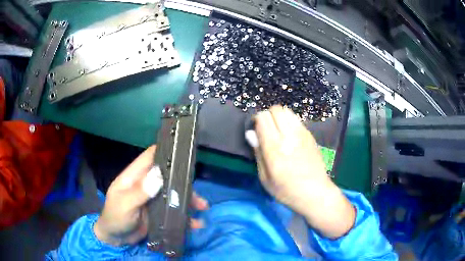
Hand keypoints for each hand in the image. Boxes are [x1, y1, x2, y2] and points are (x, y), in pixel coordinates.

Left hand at [94, 145, 208, 245]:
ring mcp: (153, 199)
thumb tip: (159, 174)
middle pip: (167, 177)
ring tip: (202, 208)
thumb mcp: (124, 205)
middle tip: (198, 188)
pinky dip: (185, 215)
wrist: (115, 239)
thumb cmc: (115, 218)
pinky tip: (196, 223)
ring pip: (174, 194)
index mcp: (134, 177)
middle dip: (184, 182)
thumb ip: (139, 191)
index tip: (184, 152)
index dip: (165, 151)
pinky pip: (174, 211)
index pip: (150, 157)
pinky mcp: (158, 212)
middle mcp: (145, 184)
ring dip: (188, 200)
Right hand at [246, 106, 354, 238]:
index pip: (263, 118)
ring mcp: (302, 133)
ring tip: (277, 130)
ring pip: (287, 111)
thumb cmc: (287, 191)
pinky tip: (289, 135)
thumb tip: (250, 133)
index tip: (255, 130)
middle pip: (276, 109)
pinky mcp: (310, 135)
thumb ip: (258, 153)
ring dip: (279, 117)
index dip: (256, 120)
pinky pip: (296, 119)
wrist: (316, 192)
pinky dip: (289, 121)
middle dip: (267, 115)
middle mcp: (289, 135)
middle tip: (266, 129)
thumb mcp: (265, 178)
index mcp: (275, 148)